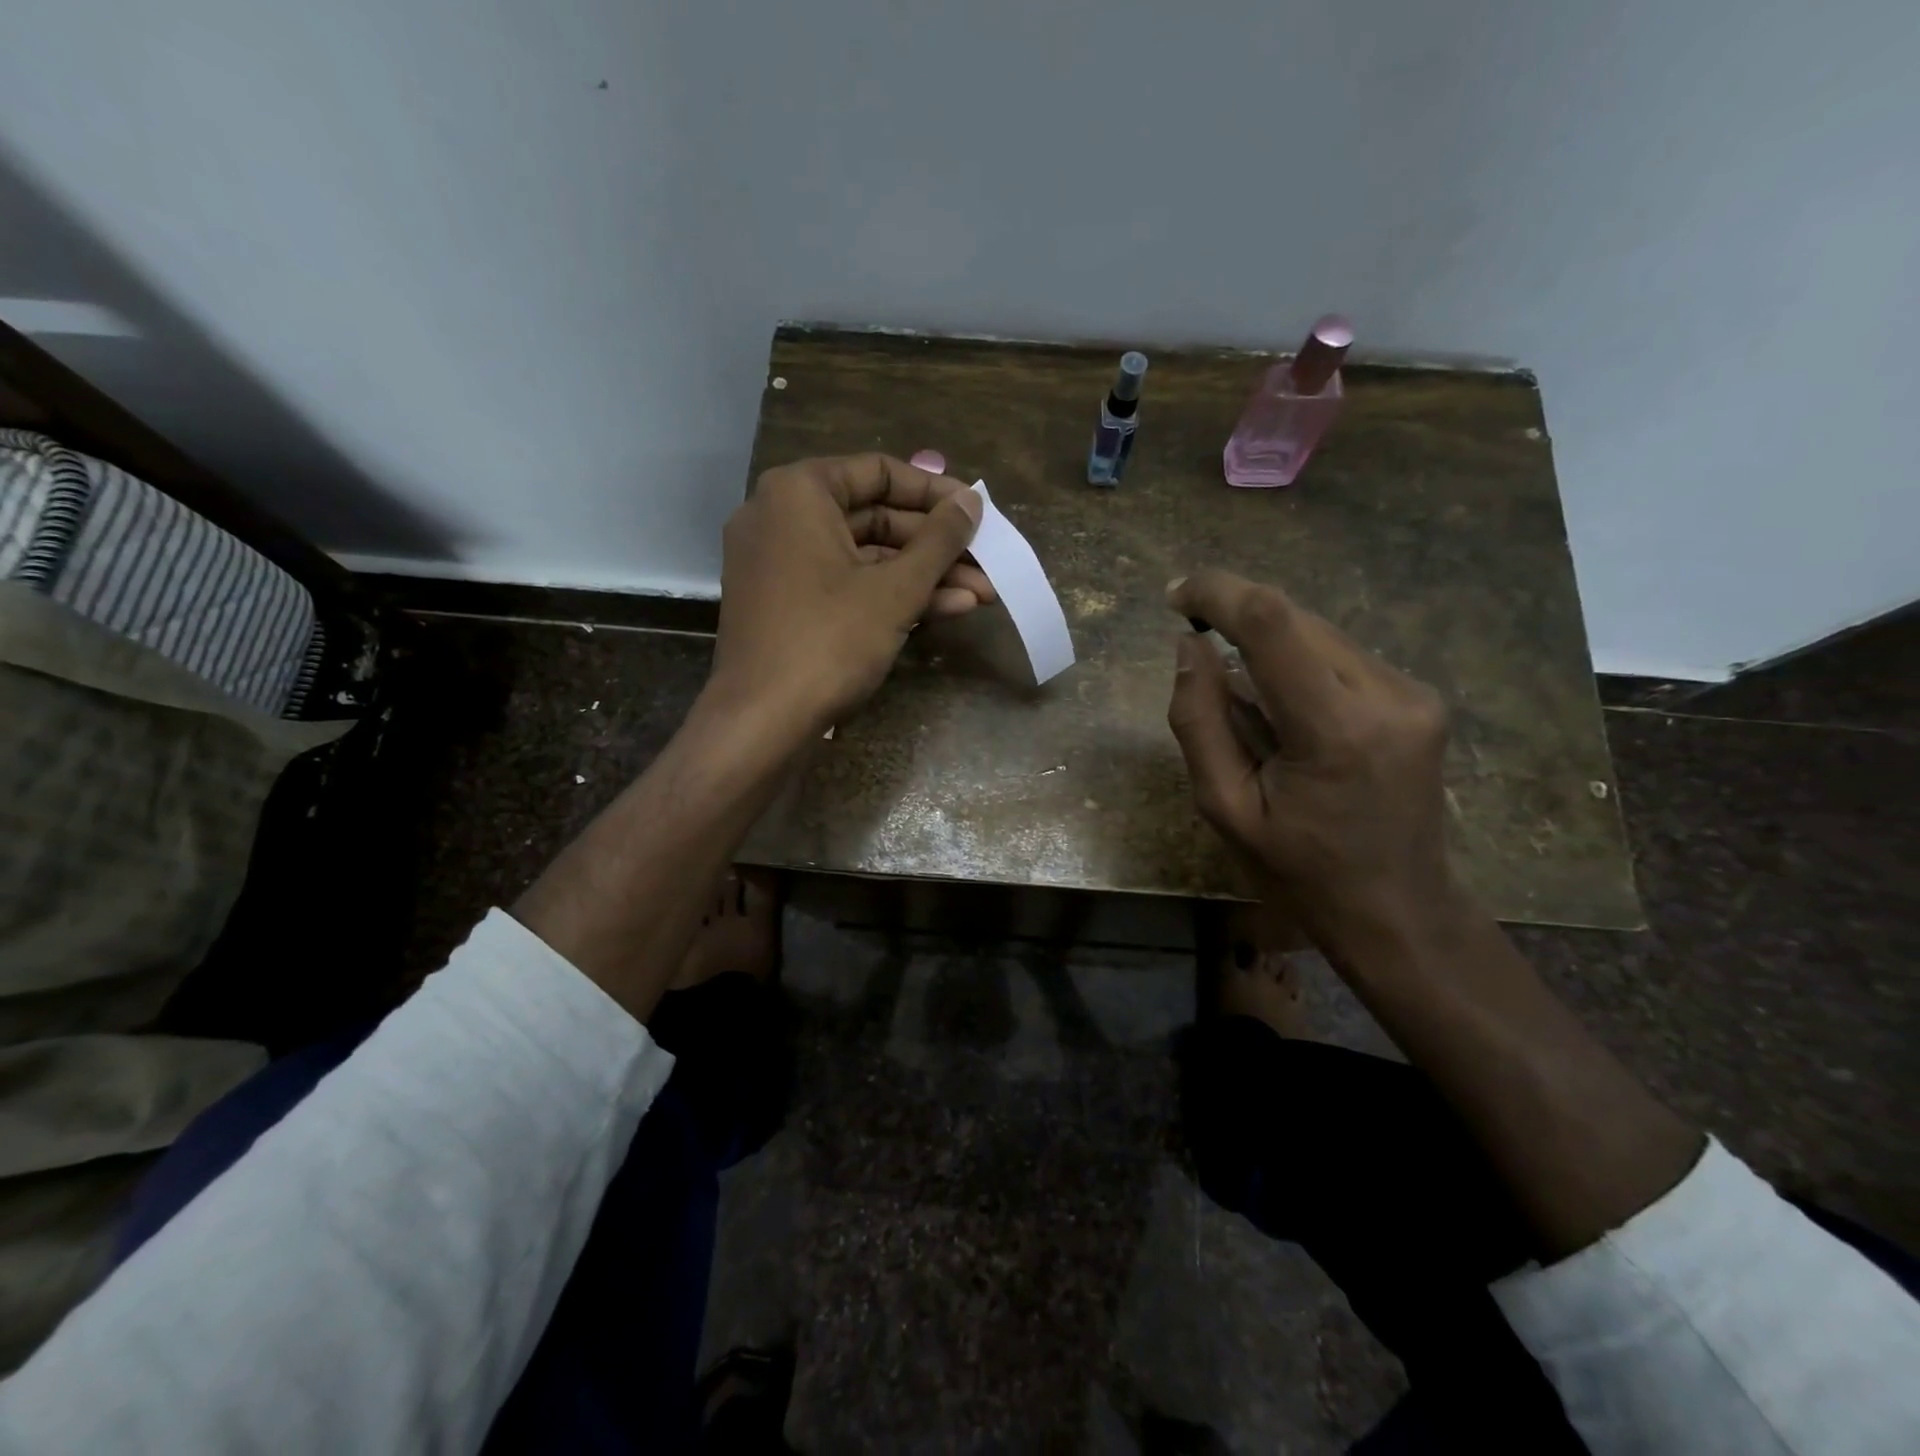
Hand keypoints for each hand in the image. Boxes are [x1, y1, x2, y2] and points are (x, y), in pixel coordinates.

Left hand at [710, 454, 988, 736]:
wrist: (762, 721)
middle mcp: (782, 517)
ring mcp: (781, 563)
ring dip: (923, 575)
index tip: (976, 513)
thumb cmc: (830, 640)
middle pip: (874, 516)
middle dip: (936, 546)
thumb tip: (972, 500)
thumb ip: (940, 539)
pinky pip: (845, 584)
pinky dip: (890, 594)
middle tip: (986, 562)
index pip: (879, 472)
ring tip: (981, 594)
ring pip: (864, 556)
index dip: (935, 493)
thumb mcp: (896, 589)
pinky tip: (946, 609)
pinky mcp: (786, 604)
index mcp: (799, 492)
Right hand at [1166, 570, 1459, 944]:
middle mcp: (1387, 696)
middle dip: (1238, 621)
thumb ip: (1199, 721)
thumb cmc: (1299, 871)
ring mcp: (1413, 694)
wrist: (1397, 910)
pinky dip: (1297, 665)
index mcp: (1336, 731)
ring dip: (1267, 646)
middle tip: (1198, 652)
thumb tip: (1190, 646)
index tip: (1177, 597)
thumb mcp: (1225, 808)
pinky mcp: (1418, 698)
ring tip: (1247, 707)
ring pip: (1318, 633)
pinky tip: (1284, 711)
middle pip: (1295, 621)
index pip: (1273, 624)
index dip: (1219, 593)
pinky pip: (1340, 656)